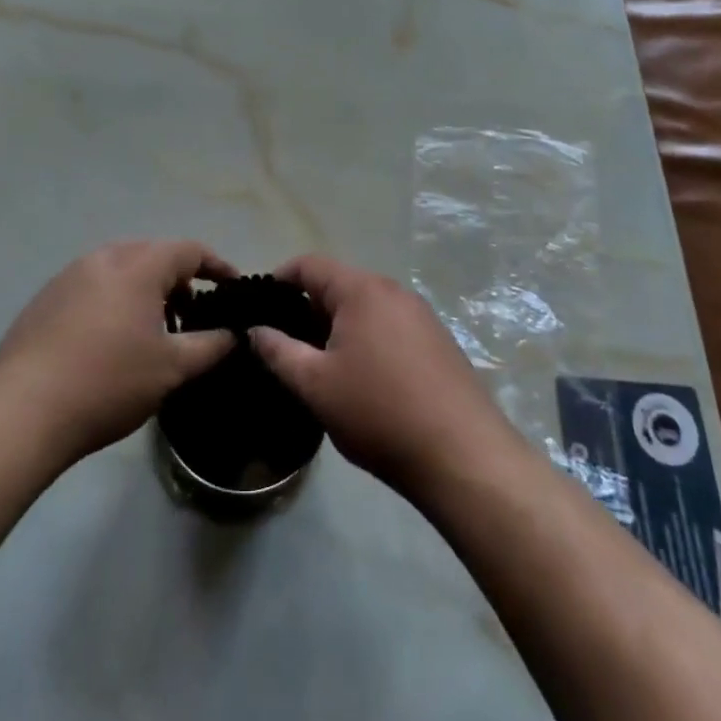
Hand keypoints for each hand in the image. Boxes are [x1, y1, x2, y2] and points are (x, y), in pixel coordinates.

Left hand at [0, 240, 236, 468]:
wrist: (21, 411)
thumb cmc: (108, 382)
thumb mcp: (172, 369)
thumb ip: (212, 345)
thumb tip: (236, 334)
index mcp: (138, 266)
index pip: (189, 250)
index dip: (217, 266)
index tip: (233, 288)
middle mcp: (103, 258)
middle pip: (153, 254)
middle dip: (179, 279)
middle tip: (192, 315)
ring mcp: (69, 275)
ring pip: (121, 269)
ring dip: (145, 290)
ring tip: (153, 332)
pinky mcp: (45, 298)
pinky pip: (93, 285)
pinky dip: (114, 300)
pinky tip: (111, 341)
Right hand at [250, 254, 522, 501]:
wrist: (463, 456)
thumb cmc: (379, 412)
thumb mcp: (316, 385)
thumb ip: (278, 351)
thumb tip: (256, 329)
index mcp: (362, 290)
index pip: (309, 265)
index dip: (279, 280)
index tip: (260, 309)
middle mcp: (393, 290)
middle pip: (339, 285)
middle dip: (308, 309)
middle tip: (285, 345)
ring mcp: (421, 315)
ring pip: (365, 308)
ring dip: (337, 327)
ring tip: (319, 365)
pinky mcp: (438, 341)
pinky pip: (389, 326)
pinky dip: (366, 339)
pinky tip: (362, 379)